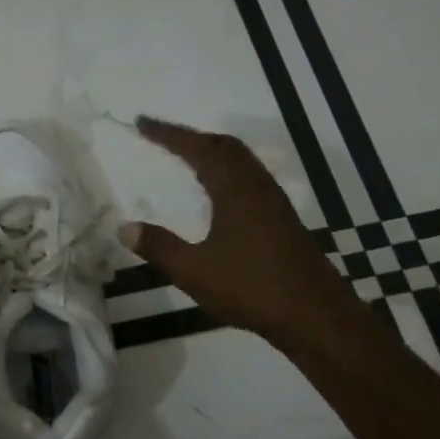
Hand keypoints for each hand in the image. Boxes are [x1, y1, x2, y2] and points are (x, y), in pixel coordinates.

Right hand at [117, 116, 361, 350]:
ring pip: (241, 161)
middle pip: (225, 146)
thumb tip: (124, 227)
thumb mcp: (194, 270)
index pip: (198, 149)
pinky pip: (250, 178)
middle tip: (163, 137)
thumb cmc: (251, 287)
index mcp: (235, 190)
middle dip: (192, 137)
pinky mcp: (282, 220)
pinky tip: (219, 193)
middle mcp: (257, 187)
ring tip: (187, 157)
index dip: (169, 134)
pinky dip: (227, 171)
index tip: (142, 124)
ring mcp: (273, 203)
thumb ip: (159, 246)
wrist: (314, 314)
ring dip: (212, 152)